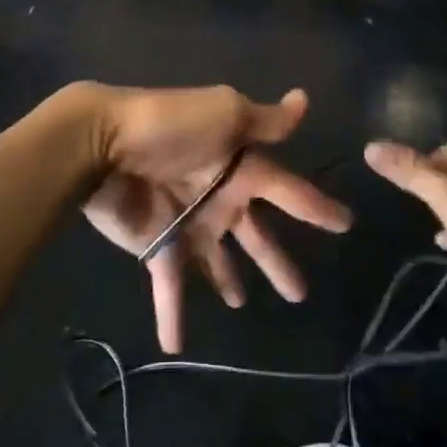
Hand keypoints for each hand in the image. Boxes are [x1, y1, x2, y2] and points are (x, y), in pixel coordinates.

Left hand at [84, 85, 351, 353]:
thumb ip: (266, 120)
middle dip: (276, 260)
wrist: (102, 142)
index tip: (344, 224)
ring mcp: (187, 223)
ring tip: (240, 307)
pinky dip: (173, 315)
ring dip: (229, 282)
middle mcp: (218, 196)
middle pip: (255, 234)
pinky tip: (175, 347)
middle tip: (300, 294)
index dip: (315, 206)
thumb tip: (304, 99)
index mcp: (239, 165)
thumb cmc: (170, 127)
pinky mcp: (157, 246)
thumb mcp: (224, 113)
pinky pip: (171, 285)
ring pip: (218, 261)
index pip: (287, 190)